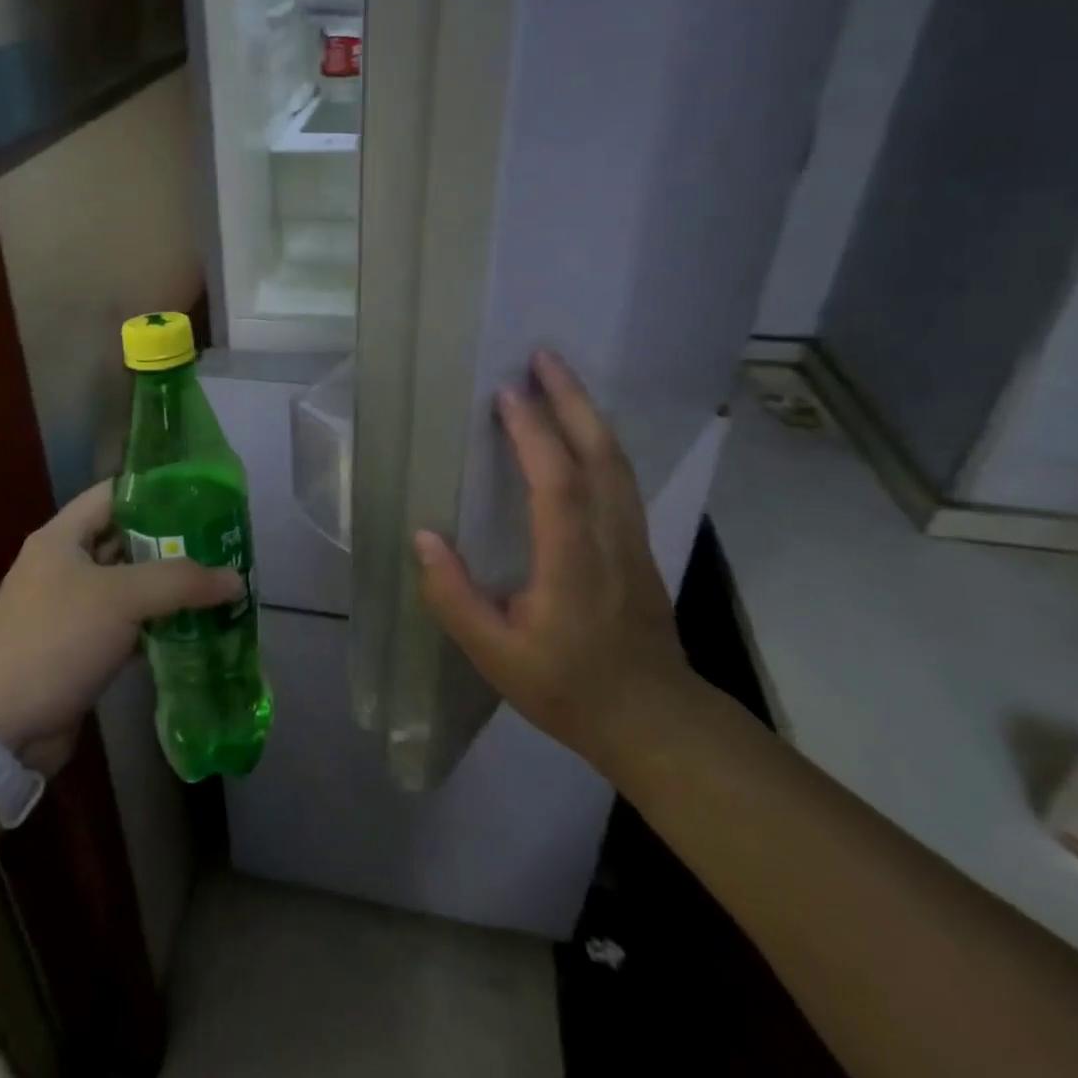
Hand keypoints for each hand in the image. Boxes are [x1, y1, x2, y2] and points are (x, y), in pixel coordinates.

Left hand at [0, 480, 239, 775]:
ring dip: (167, 588)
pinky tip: (193, 628)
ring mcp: (69, 608)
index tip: (202, 496)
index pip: (114, 494)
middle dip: (172, 542)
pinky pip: (125, 624)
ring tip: (216, 583)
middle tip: (220, 544)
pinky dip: (155, 624)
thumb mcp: (121, 598)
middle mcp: (63, 565)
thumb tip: (235, 579)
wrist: (0, 729)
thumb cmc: (56, 640)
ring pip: (128, 585)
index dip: (156, 491)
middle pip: (125, 539)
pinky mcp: (78, 647)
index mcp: (61, 537)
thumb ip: (181, 582)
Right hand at [413, 349, 695, 767]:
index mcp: (572, 562)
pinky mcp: (638, 543)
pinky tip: (580, 430)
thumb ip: (454, 597)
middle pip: (598, 454)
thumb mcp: (496, 656)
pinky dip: (598, 439)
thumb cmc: (568, 689)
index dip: (533, 434)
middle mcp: (609, 537)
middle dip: (571, 399)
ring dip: (587, 412)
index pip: (556, 483)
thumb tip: (422, 536)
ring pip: (615, 460)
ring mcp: (632, 537)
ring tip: (558, 377)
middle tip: (542, 356)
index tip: (507, 393)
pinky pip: (619, 475)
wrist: (656, 720)